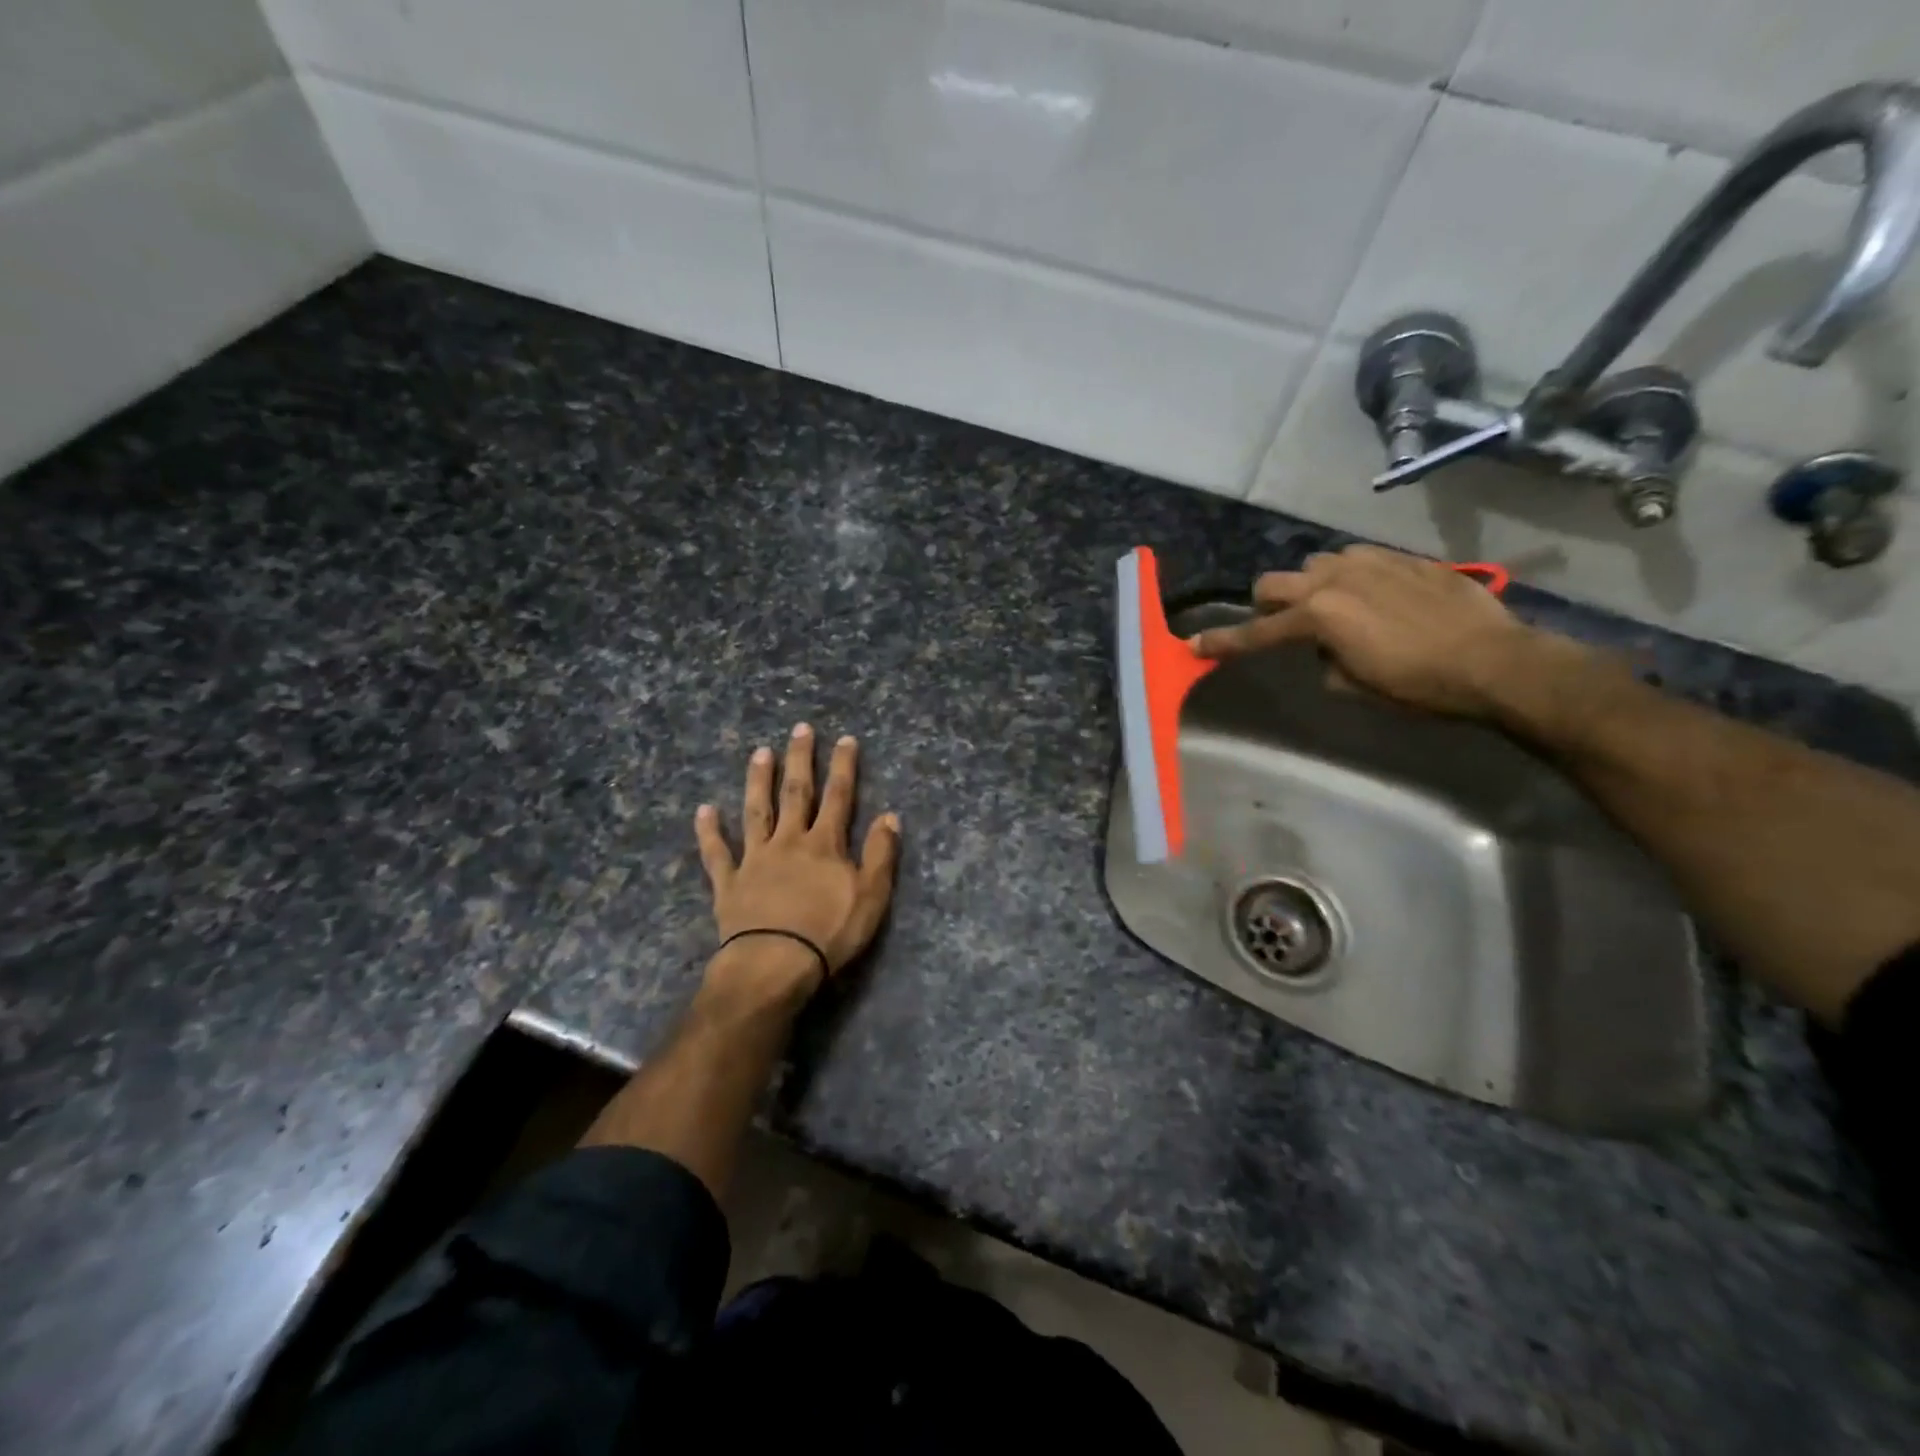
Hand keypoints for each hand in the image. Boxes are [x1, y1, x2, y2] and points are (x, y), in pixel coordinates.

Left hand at [695, 724, 900, 1001]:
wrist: (775, 964)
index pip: (838, 797)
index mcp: (824, 844)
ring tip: (759, 753)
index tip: (845, 739)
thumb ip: (880, 854)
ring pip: (756, 812)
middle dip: (800, 760)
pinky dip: (709, 832)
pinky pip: (717, 853)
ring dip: (757, 781)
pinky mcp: (729, 883)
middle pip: (796, 793)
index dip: (843, 767)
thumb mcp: (871, 896)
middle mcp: (789, 841)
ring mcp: (755, 860)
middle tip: (800, 729)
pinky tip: (704, 810)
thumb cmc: (829, 933)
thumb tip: (889, 816)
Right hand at [1190, 545, 1550, 718]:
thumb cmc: (1418, 685)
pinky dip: (1351, 576)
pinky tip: (1374, 595)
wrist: (1494, 659)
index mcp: (1318, 617)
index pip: (1256, 633)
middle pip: (1273, 583)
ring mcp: (1369, 563)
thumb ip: (1325, 662)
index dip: (1223, 643)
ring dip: (1311, 586)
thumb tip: (1325, 651)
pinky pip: (1357, 558)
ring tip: (1335, 608)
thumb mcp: (1356, 686)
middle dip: (1267, 605)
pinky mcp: (1401, 557)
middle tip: (1283, 626)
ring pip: (1315, 564)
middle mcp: (1334, 581)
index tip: (1194, 646)